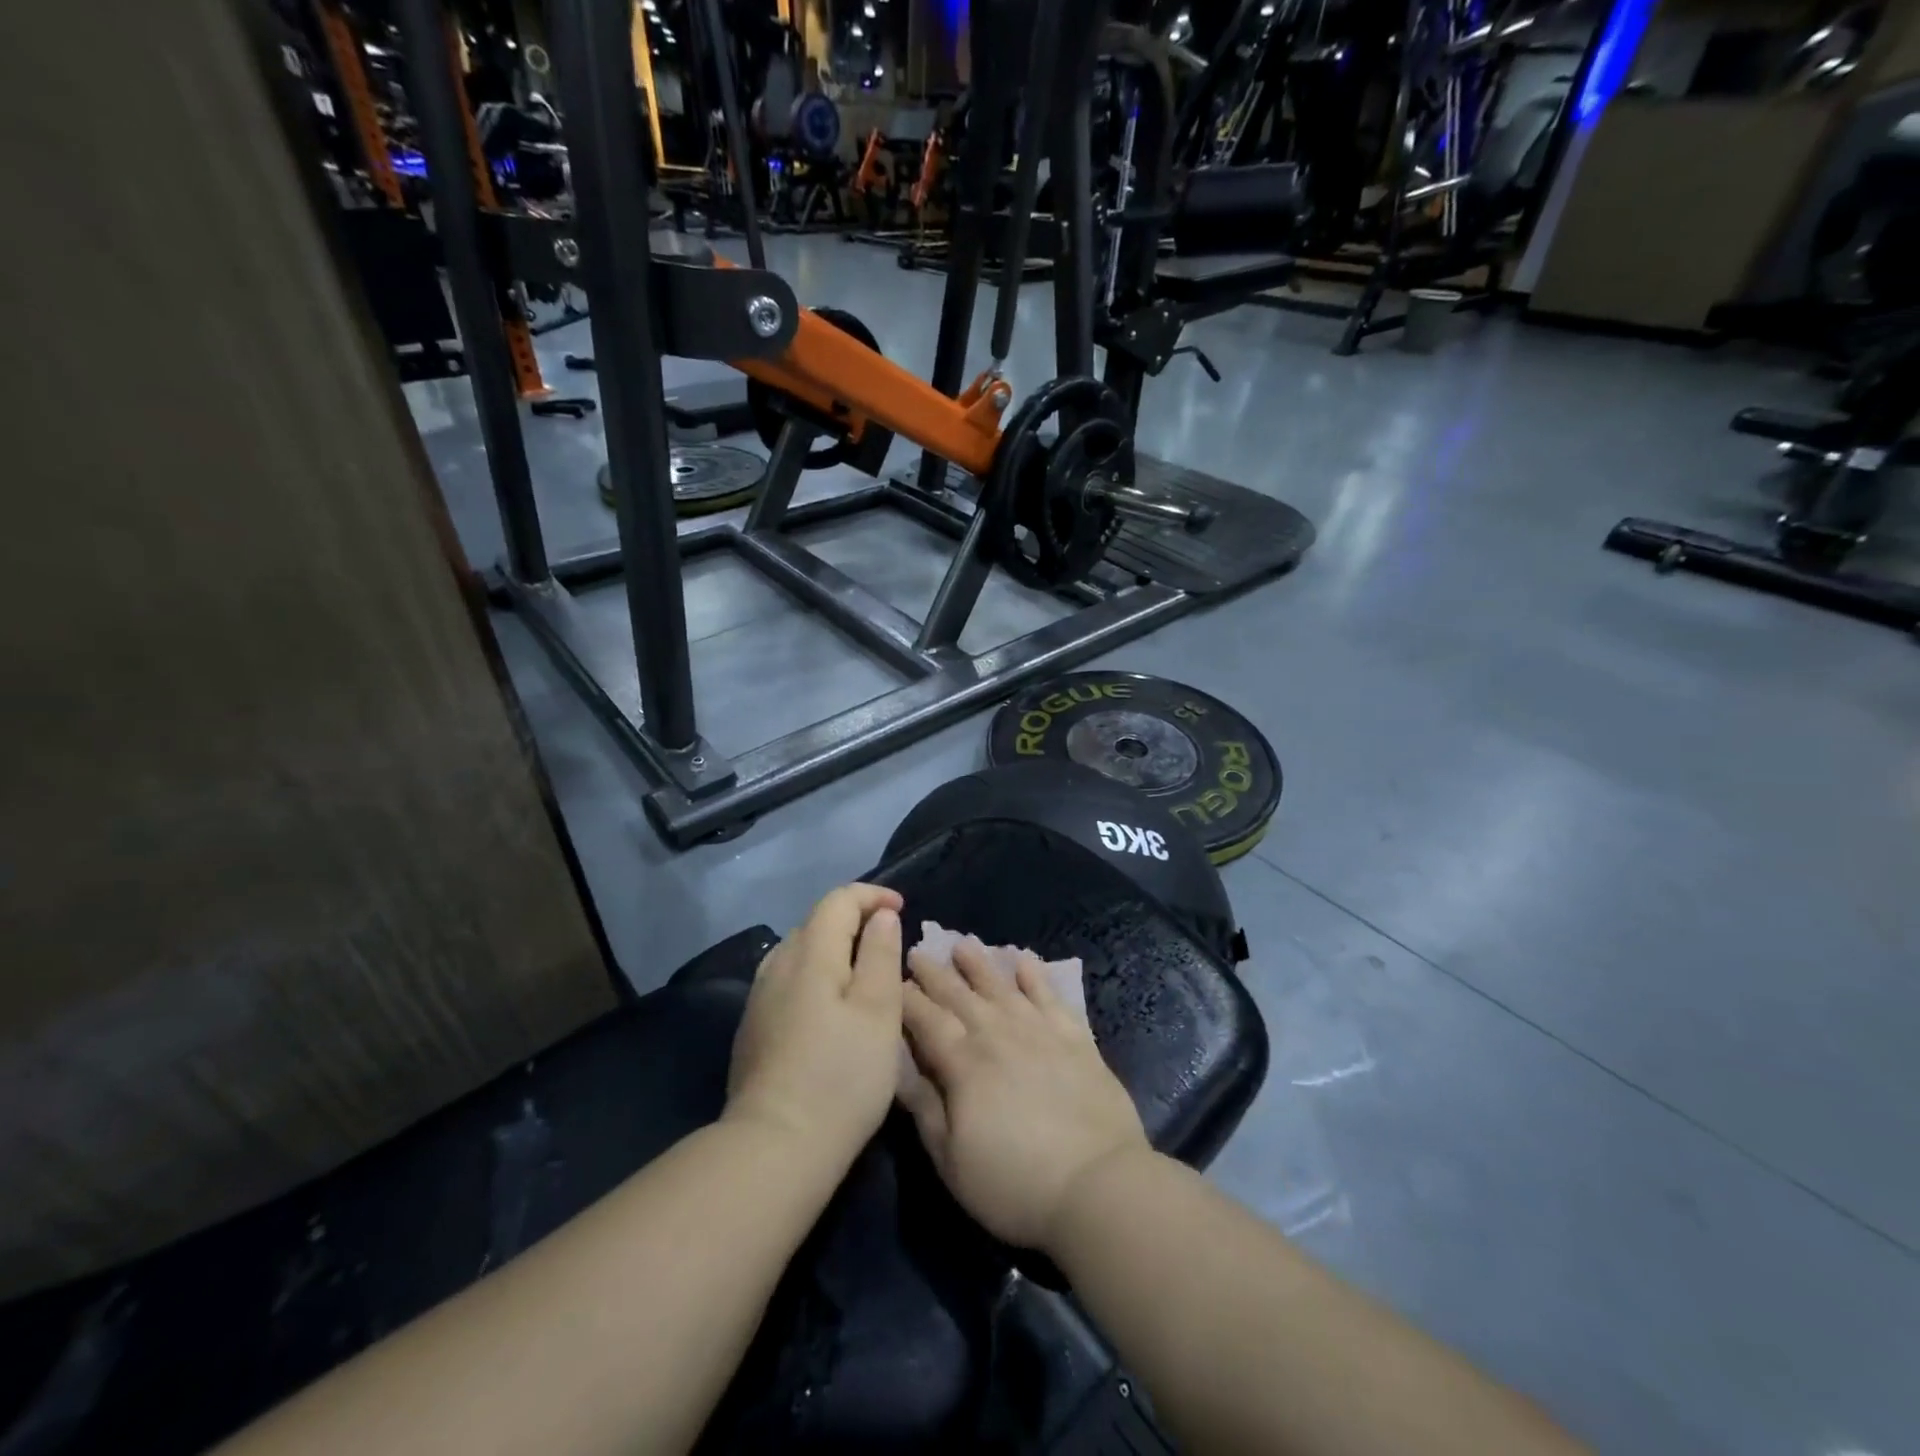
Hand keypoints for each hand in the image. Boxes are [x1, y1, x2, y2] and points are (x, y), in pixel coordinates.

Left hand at [725, 884, 905, 1169]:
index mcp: (810, 954)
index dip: (872, 895)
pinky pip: (789, 979)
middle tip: (889, 938)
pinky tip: (831, 1004)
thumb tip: (880, 916)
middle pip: (816, 921)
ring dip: (833, 946)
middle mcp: (777, 965)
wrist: (775, 1147)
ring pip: (800, 950)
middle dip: (854, 918)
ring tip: (864, 969)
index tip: (902, 907)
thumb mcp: (879, 1011)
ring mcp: (759, 997)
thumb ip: (880, 954)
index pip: (838, 900)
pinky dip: (816, 973)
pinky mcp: (753, 1027)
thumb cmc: (841, 1076)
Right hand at [898, 939, 1149, 1250]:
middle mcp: (997, 1034)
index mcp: (963, 1063)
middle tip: (918, 951)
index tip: (893, 980)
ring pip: (1001, 986)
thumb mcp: (952, 1160)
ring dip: (979, 963)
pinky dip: (1035, 975)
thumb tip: (898, 1067)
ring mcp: (1039, 1030)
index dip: (907, 1000)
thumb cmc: (1015, 1183)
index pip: (927, 1020)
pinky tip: (1024, 959)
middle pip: (959, 995)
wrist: (1097, 1185)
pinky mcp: (1075, 1036)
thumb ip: (924, 1109)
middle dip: (935, 973)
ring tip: (963, 944)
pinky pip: (1049, 995)